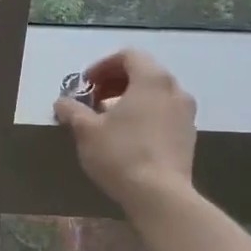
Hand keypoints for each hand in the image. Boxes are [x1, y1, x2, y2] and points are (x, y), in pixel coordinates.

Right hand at [53, 49, 198, 212]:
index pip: (129, 56)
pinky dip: (145, 115)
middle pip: (144, 73)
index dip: (103, 65)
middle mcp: (175, 89)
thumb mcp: (86, 130)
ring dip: (130, 99)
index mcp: (152, 80)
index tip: (86, 84)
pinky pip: (164, 114)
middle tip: (94, 100)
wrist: (160, 195)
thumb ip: (72, 110)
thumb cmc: (121, 154)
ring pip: (155, 95)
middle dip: (115, 82)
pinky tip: (128, 137)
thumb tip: (62, 102)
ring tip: (109, 120)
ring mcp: (186, 113)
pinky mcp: (189, 136)